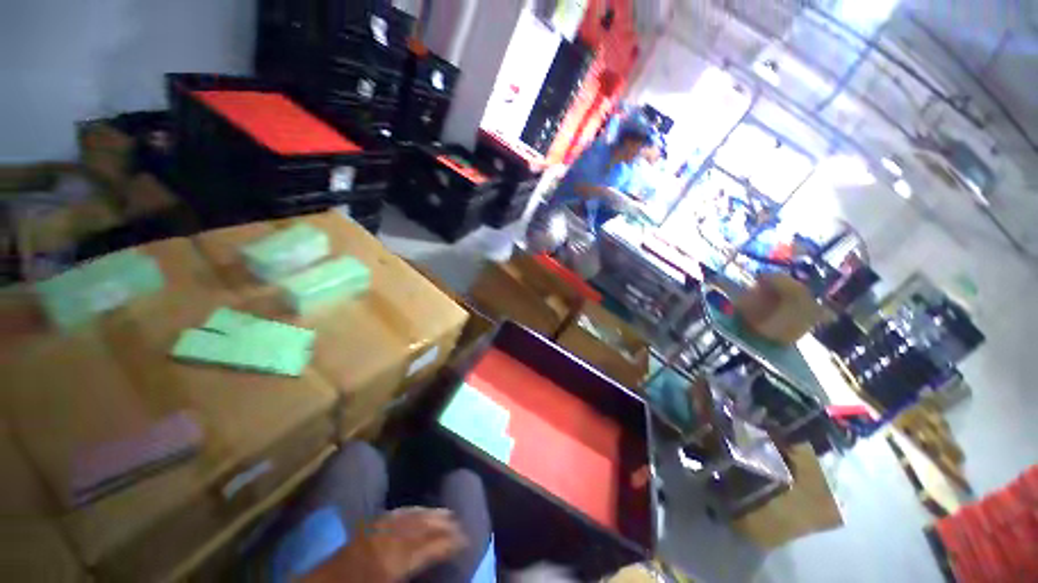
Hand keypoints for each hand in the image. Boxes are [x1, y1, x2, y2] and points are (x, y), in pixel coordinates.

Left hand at [304, 508, 466, 582]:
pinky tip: (416, 510)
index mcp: (392, 564)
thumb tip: (430, 558)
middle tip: (460, 523)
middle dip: (442, 524)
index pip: (428, 548)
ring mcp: (375, 532)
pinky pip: (393, 514)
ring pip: (409, 517)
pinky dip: (409, 510)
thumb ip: (409, 572)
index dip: (448, 543)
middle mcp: (386, 542)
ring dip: (429, 514)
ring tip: (446, 513)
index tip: (465, 540)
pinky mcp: (365, 528)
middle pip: (421, 528)